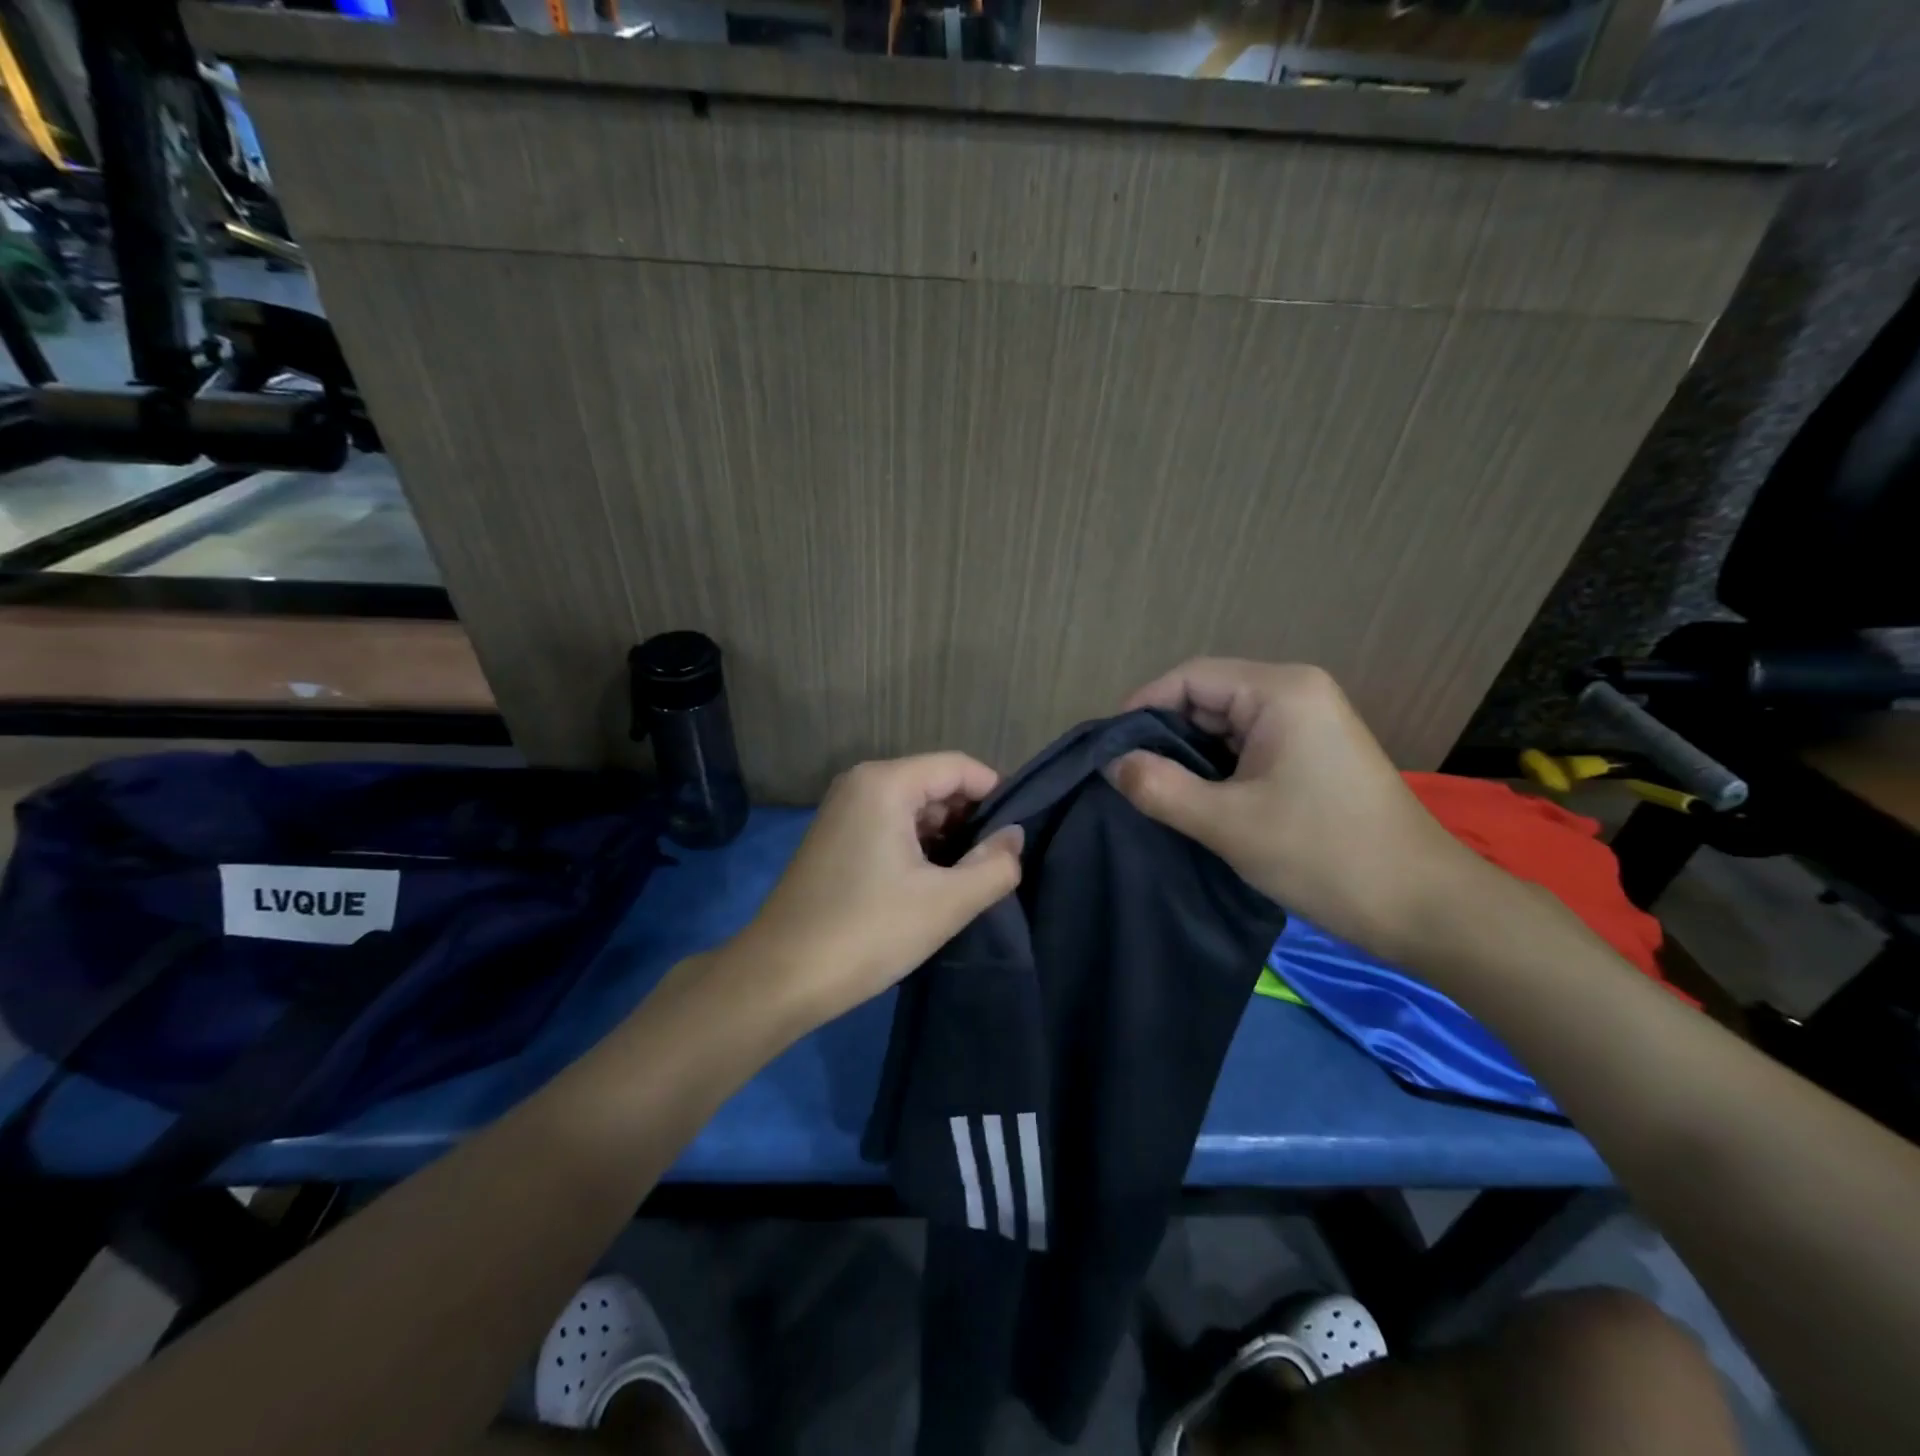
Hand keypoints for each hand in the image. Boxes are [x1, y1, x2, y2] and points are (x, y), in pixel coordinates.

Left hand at [736, 754, 1023, 1026]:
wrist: (779, 978)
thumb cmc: (867, 932)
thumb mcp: (946, 903)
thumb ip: (995, 866)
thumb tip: (1015, 837)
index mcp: (885, 783)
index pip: (959, 767)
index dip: (997, 796)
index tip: (1019, 837)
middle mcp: (861, 784)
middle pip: (935, 784)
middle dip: (971, 821)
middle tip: (997, 866)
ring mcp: (843, 810)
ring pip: (914, 808)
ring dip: (946, 839)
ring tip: (970, 880)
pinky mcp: (835, 838)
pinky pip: (890, 826)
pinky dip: (917, 848)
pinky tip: (932, 885)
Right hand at [1109, 659, 1489, 961]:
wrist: (1424, 908)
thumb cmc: (1325, 855)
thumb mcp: (1228, 823)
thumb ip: (1159, 788)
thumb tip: (1110, 763)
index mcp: (1281, 691)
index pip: (1190, 678)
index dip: (1141, 708)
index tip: (1107, 752)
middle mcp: (1296, 693)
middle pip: (1207, 698)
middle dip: (1163, 736)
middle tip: (1125, 779)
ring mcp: (1308, 724)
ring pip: (1224, 727)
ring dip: (1188, 757)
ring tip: (1151, 793)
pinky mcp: (1313, 755)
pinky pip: (1247, 748)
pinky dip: (1216, 771)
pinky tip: (1193, 802)